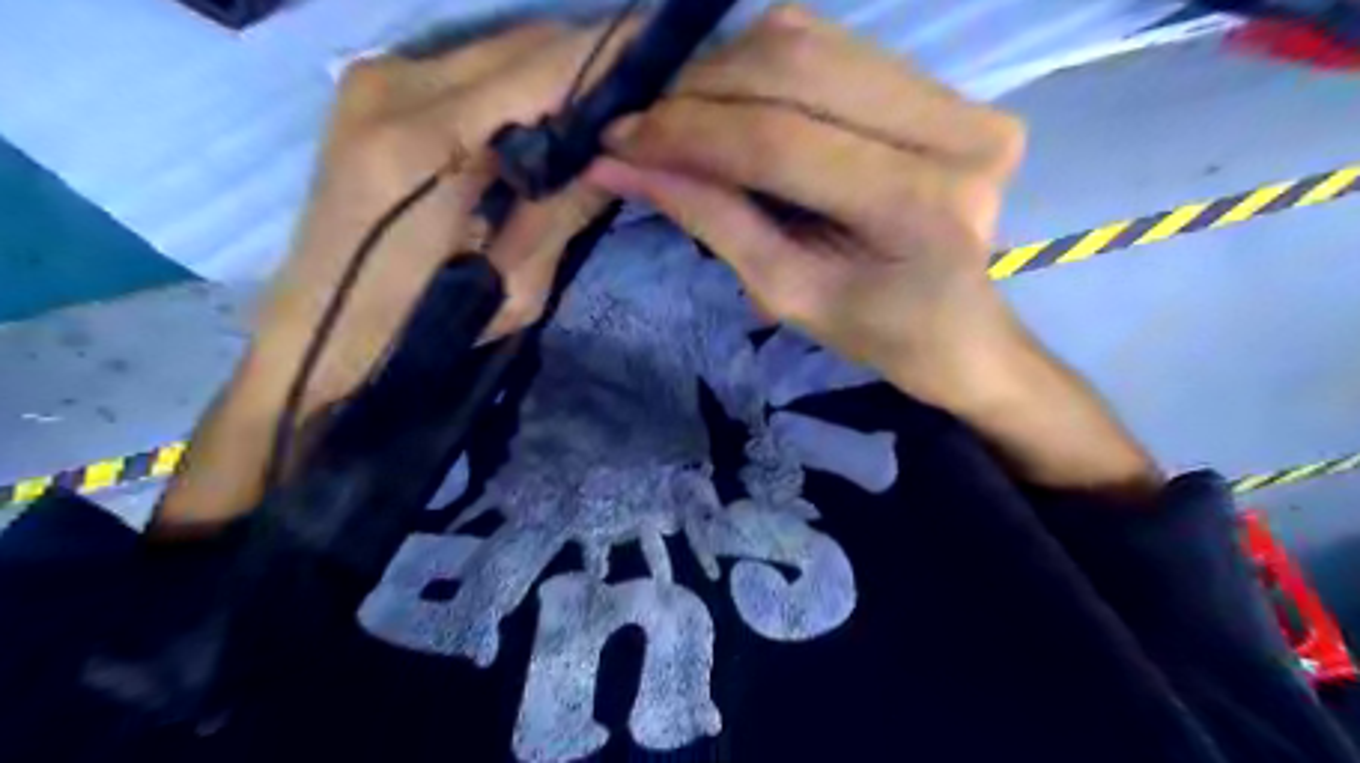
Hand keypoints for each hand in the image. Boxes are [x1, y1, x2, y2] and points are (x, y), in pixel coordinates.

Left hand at [153, 17, 626, 529]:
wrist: (320, 338)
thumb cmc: (420, 331)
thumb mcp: (515, 286)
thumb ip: (566, 208)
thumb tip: (618, 154)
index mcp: (425, 142)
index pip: (543, 70)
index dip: (610, 57)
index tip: (664, 57)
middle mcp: (394, 85)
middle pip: (523, 44)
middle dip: (592, 59)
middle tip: (645, 88)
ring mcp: (376, 77)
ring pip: (498, 48)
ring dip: (558, 70)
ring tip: (608, 100)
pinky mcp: (372, 88)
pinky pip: (470, 67)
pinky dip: (520, 82)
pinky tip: (551, 112)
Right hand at [589, 8, 1161, 502]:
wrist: (961, 331)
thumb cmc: (877, 334)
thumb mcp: (787, 292)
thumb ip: (711, 219)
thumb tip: (622, 164)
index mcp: (921, 206)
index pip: (780, 143)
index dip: (689, 135)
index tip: (618, 140)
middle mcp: (957, 131)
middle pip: (796, 70)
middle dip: (699, 91)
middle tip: (641, 124)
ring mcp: (962, 98)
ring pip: (812, 43)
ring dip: (726, 71)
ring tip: (678, 115)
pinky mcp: (950, 88)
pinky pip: (835, 49)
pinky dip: (765, 67)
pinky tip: (729, 100)